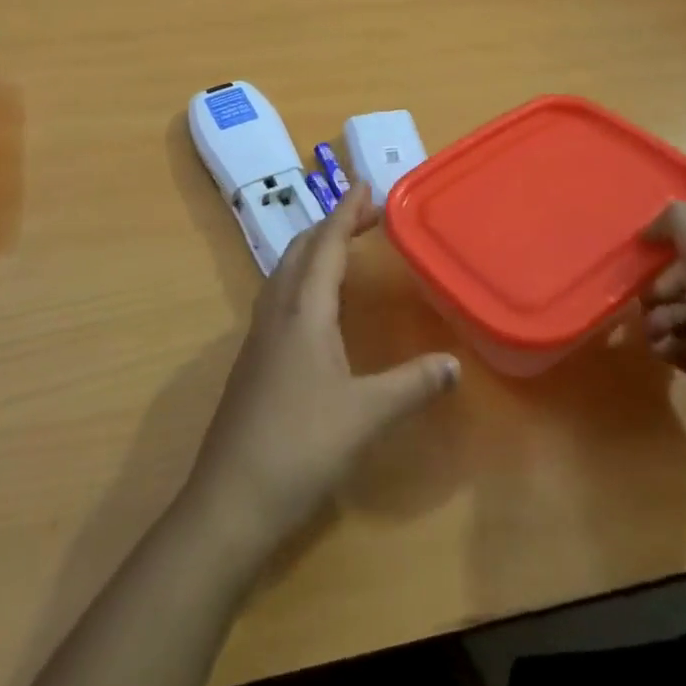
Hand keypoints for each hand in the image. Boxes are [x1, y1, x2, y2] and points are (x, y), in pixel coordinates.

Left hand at [182, 183, 460, 563]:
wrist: (230, 499)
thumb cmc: (301, 446)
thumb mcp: (366, 415)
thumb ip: (413, 385)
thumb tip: (455, 365)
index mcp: (303, 311)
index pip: (326, 245)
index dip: (347, 213)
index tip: (367, 186)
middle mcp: (277, 311)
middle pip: (300, 249)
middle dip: (331, 225)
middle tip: (366, 215)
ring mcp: (258, 335)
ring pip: (285, 272)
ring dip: (313, 249)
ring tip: (343, 247)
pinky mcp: (252, 359)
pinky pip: (279, 296)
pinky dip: (302, 278)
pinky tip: (316, 305)